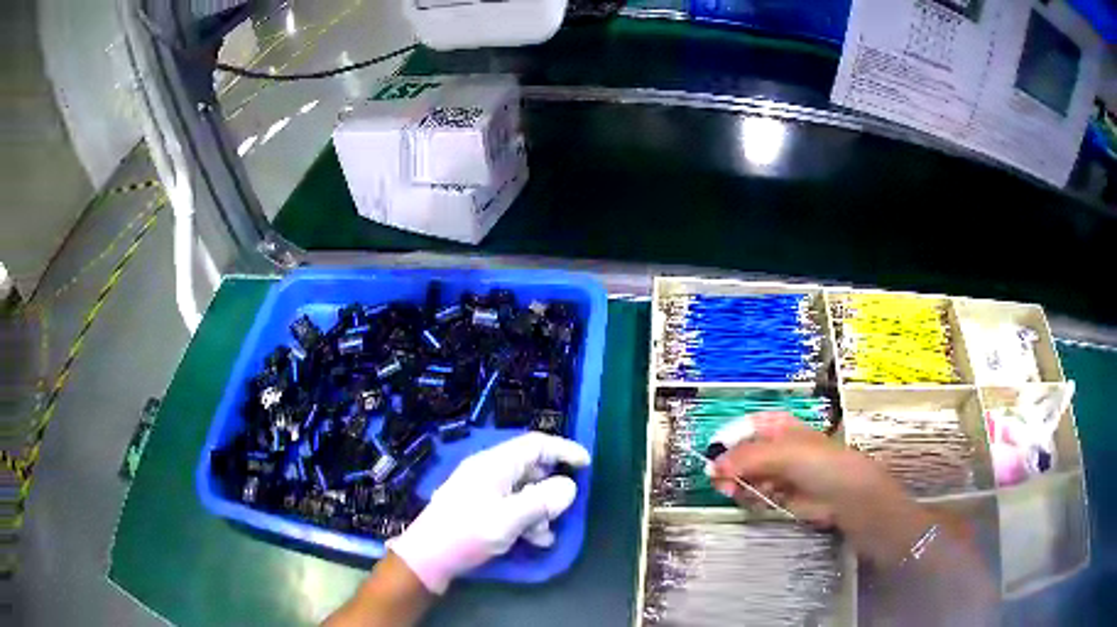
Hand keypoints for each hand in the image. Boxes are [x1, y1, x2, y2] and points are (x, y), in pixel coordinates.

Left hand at [388, 433, 590, 592]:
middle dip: (550, 489)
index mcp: (494, 464)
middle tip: (563, 509)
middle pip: (530, 468)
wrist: (427, 557)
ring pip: (523, 490)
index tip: (586, 464)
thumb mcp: (508, 519)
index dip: (563, 450)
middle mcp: (488, 471)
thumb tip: (568, 487)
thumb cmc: (467, 533)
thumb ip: (541, 501)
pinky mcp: (478, 507)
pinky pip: (511, 505)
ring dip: (539, 509)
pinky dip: (526, 518)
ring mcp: (481, 489)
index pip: (535, 444)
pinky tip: (531, 540)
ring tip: (544, 534)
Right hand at [708, 412, 935, 567]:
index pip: (743, 427)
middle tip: (720, 482)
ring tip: (735, 492)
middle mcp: (773, 447)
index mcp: (776, 427)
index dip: (725, 440)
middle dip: (727, 467)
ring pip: (743, 476)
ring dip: (736, 484)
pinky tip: (753, 499)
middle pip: (739, 454)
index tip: (710, 456)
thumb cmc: (819, 463)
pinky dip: (748, 497)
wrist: (845, 496)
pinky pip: (752, 494)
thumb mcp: (782, 453)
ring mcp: (775, 472)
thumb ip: (746, 457)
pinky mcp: (777, 494)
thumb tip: (712, 466)